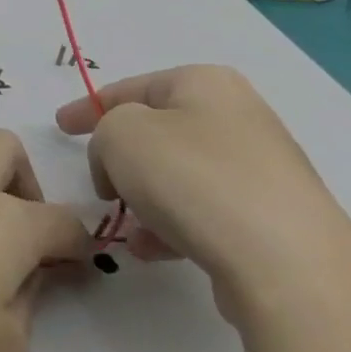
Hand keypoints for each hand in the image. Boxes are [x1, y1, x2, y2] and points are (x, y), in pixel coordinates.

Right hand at [55, 64, 350, 316]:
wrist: (289, 267)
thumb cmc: (192, 179)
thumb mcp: (118, 136)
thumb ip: (104, 132)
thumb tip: (124, 159)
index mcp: (206, 84)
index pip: (130, 88)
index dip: (88, 107)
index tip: (61, 128)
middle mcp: (241, 119)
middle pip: (158, 131)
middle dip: (121, 157)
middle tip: (99, 179)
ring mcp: (265, 172)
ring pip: (180, 175)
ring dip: (144, 196)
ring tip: (125, 225)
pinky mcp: (276, 220)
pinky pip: (205, 211)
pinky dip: (172, 224)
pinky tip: (153, 250)